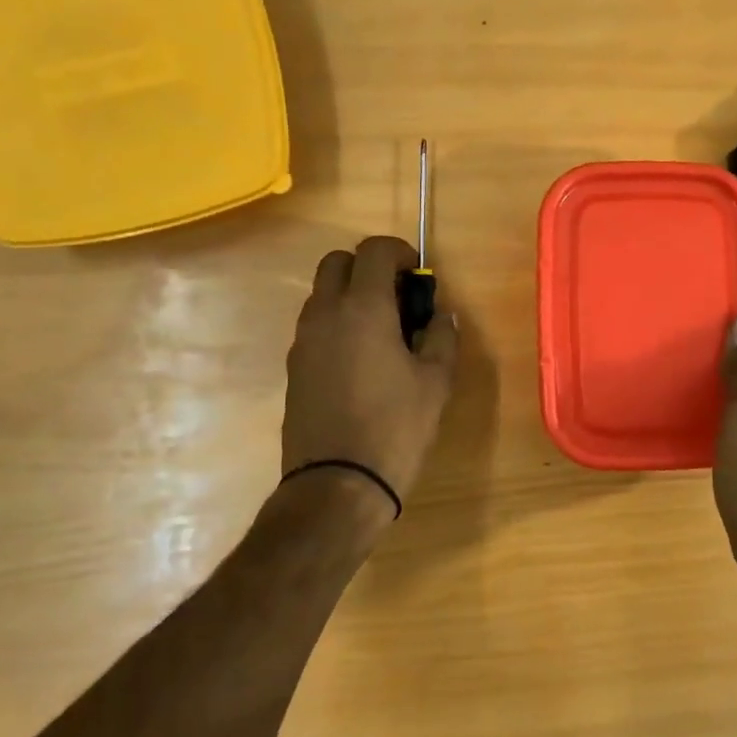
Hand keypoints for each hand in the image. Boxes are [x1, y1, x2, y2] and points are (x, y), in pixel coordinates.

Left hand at [283, 236, 458, 520]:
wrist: (336, 486)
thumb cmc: (395, 428)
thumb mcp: (436, 382)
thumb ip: (442, 337)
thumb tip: (442, 316)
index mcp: (363, 308)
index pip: (374, 250)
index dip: (400, 252)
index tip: (418, 276)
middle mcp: (325, 314)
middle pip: (337, 262)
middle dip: (368, 267)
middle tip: (398, 297)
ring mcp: (303, 341)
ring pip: (322, 294)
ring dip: (350, 296)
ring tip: (383, 332)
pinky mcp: (294, 368)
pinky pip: (315, 326)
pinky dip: (337, 324)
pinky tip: (361, 361)